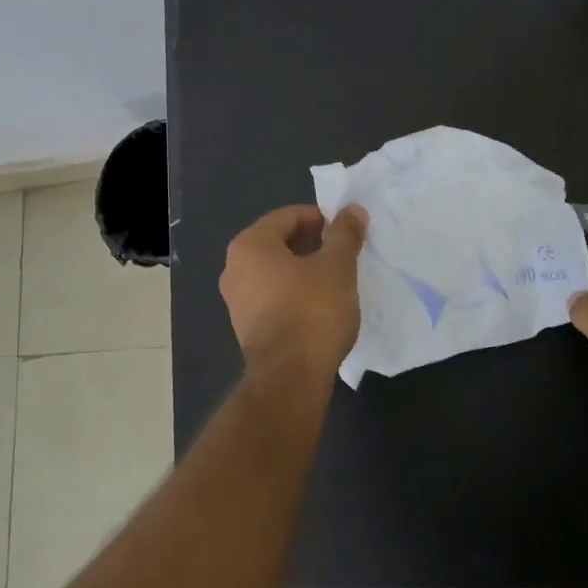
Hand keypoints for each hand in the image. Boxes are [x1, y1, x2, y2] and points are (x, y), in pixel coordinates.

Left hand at [220, 204, 368, 376]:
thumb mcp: (337, 267)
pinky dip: (294, 293)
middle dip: (312, 244)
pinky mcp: (246, 326)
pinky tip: (319, 304)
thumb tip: (353, 210)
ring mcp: (236, 300)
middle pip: (278, 243)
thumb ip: (345, 234)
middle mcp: (234, 268)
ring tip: (336, 278)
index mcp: (249, 245)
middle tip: (344, 253)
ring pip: (275, 272)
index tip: (346, 230)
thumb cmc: (312, 311)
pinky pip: (273, 296)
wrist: (290, 377)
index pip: (287, 217)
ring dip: (304, 270)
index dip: (320, 218)